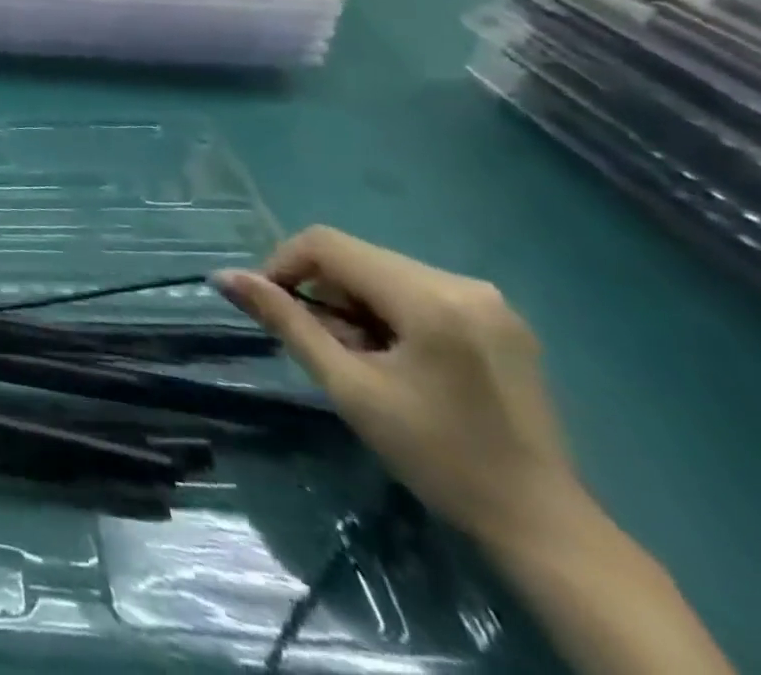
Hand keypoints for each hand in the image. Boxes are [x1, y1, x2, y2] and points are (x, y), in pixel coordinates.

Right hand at [215, 228, 580, 552]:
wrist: (545, 528)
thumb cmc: (438, 458)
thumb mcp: (349, 388)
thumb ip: (286, 322)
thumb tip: (225, 276)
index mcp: (429, 296)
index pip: (327, 243)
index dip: (284, 264)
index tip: (270, 307)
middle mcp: (463, 282)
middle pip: (358, 258)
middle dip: (324, 292)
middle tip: (321, 347)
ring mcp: (490, 300)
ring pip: (385, 273)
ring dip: (355, 304)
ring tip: (361, 358)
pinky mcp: (502, 320)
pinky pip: (419, 292)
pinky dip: (390, 312)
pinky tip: (398, 359)